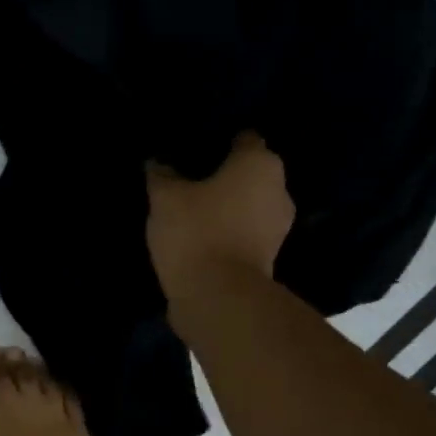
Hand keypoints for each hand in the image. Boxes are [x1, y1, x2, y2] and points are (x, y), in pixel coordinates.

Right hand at [145, 132, 294, 299]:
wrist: (218, 297)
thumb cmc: (196, 232)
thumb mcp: (165, 199)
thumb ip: (162, 175)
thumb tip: (157, 163)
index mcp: (259, 163)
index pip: (244, 139)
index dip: (220, 142)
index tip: (195, 150)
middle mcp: (279, 189)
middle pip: (251, 173)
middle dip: (226, 175)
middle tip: (191, 181)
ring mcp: (279, 227)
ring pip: (250, 205)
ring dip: (229, 207)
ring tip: (194, 211)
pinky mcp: (269, 257)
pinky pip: (246, 233)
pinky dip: (230, 232)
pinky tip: (203, 238)